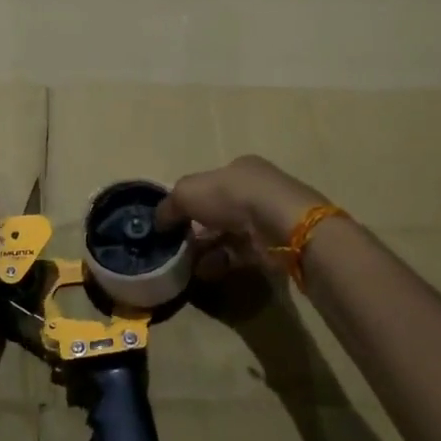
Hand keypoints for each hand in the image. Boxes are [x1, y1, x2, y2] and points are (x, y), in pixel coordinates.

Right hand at [155, 156, 324, 278]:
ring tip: (186, 265)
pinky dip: (222, 262)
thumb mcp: (188, 192)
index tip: (172, 221)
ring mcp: (268, 219)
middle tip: (176, 246)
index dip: (189, 201)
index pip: (210, 183)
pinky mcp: (275, 246)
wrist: (282, 225)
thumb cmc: (233, 196)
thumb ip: (170, 205)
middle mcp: (256, 190)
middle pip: (219, 210)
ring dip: (207, 249)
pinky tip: (205, 272)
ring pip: (230, 234)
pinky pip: (241, 254)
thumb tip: (158, 221)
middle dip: (197, 229)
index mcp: (240, 169)